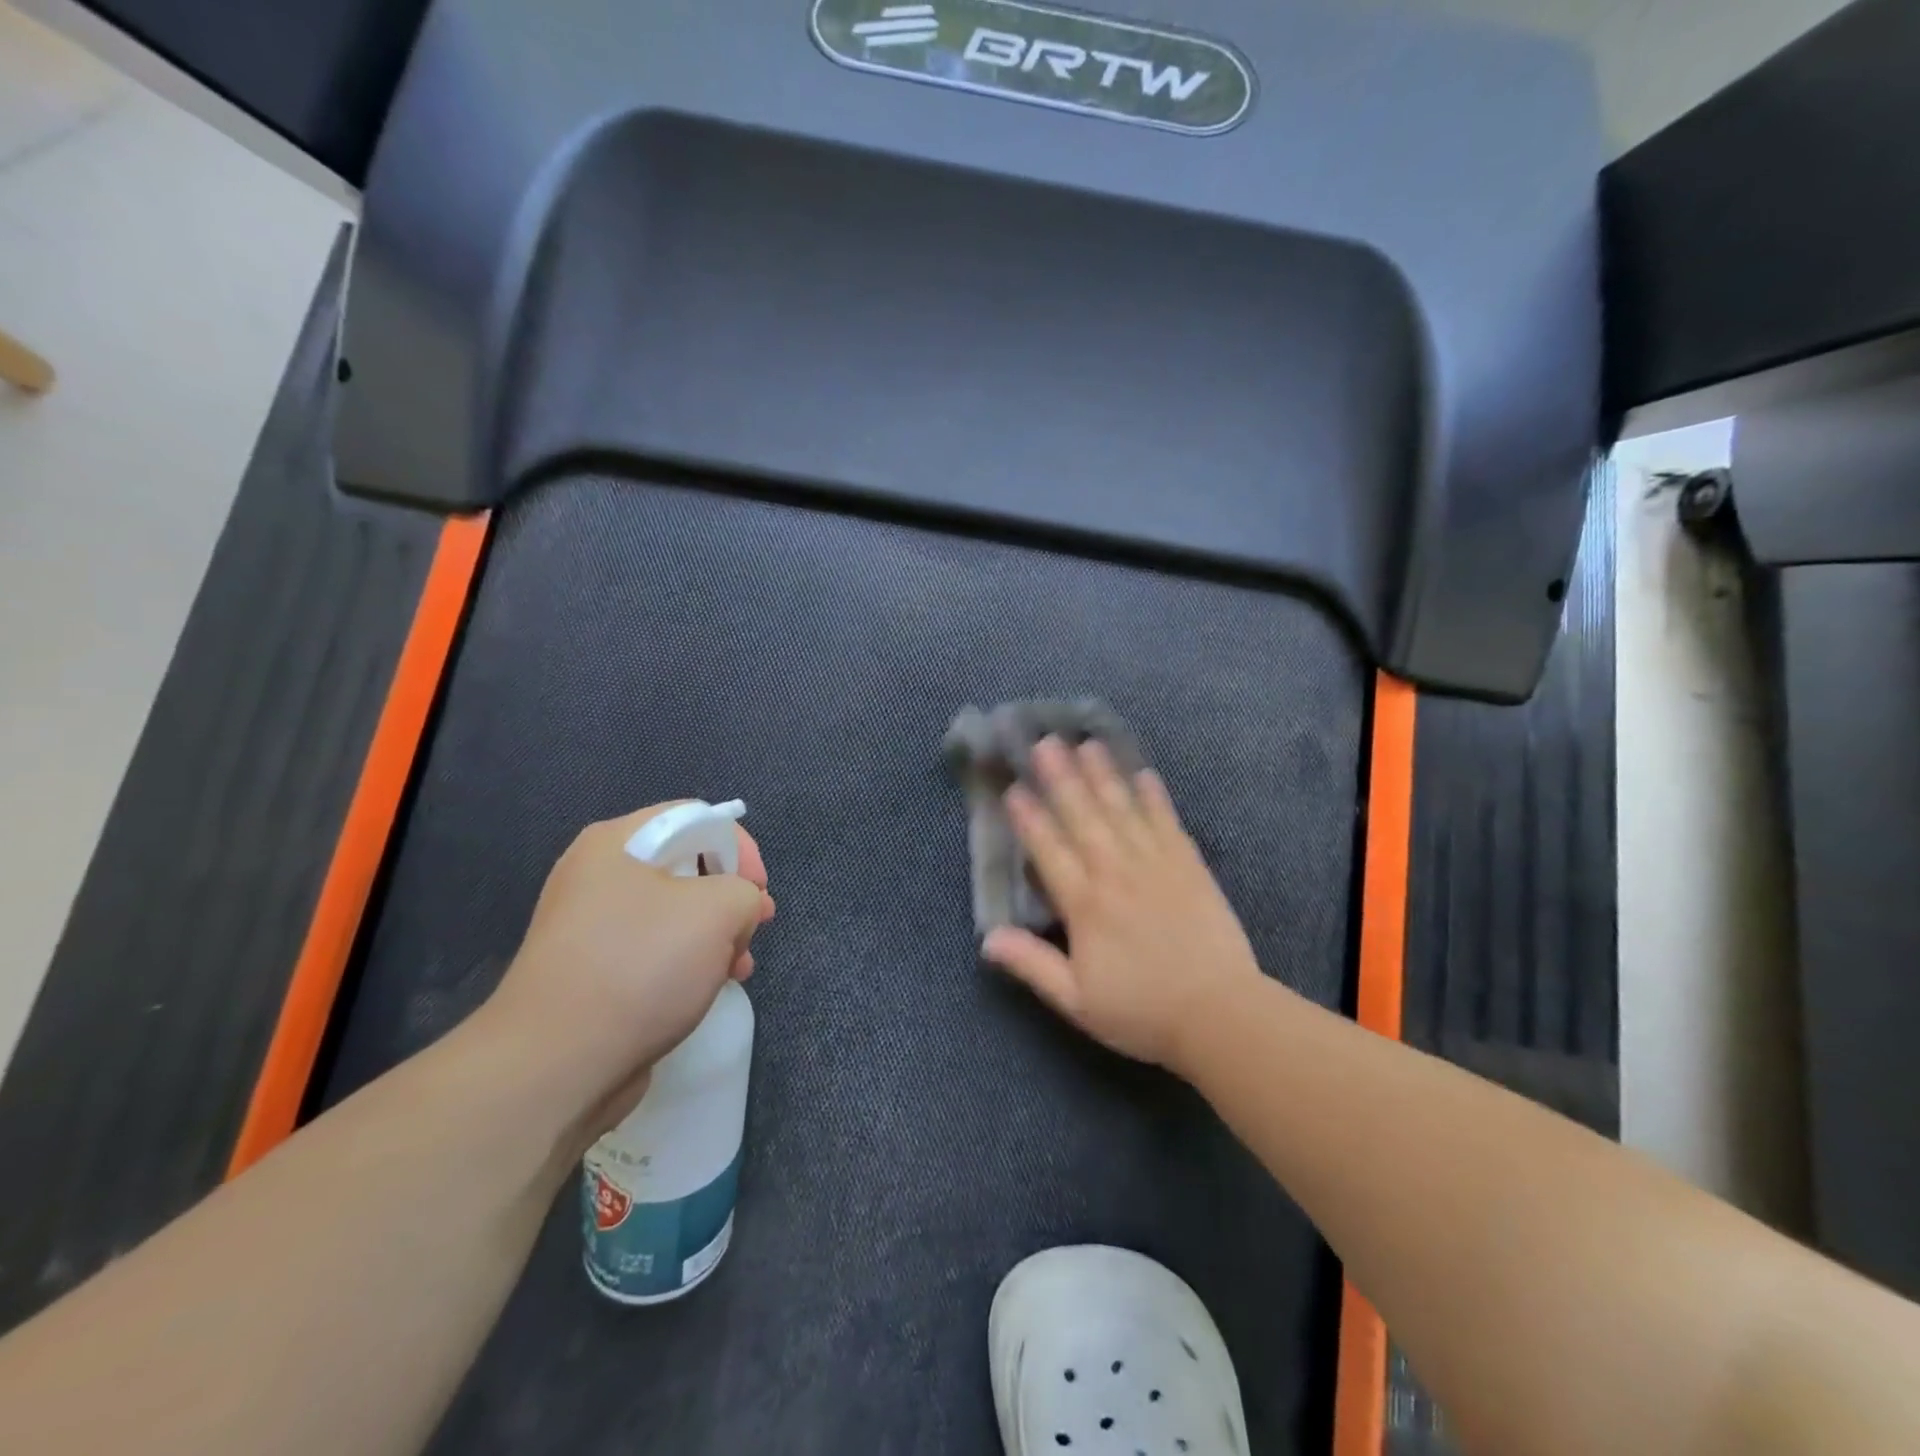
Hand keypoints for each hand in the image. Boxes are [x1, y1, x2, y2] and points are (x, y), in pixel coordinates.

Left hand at [484, 804, 775, 1129]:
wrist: (556, 1063)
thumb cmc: (641, 965)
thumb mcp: (718, 910)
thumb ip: (745, 892)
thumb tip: (740, 909)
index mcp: (617, 842)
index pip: (696, 818)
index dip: (738, 846)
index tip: (759, 890)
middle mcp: (598, 874)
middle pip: (686, 865)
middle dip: (730, 896)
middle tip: (756, 927)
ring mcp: (591, 925)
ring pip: (674, 912)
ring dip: (716, 933)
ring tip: (739, 966)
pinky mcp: (592, 970)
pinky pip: (654, 949)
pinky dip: (688, 961)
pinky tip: (709, 987)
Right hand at [983, 739, 1262, 1072]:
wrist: (1219, 1015)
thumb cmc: (1141, 1011)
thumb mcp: (1077, 1001)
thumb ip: (1032, 965)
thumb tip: (987, 938)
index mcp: (1085, 904)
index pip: (1049, 850)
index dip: (1029, 818)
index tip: (1014, 788)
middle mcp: (1116, 873)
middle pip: (1083, 817)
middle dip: (1062, 778)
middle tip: (1046, 742)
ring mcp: (1156, 864)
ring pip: (1123, 810)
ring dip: (1103, 775)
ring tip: (1087, 744)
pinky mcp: (1189, 866)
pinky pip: (1167, 822)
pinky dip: (1155, 798)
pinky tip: (1145, 774)